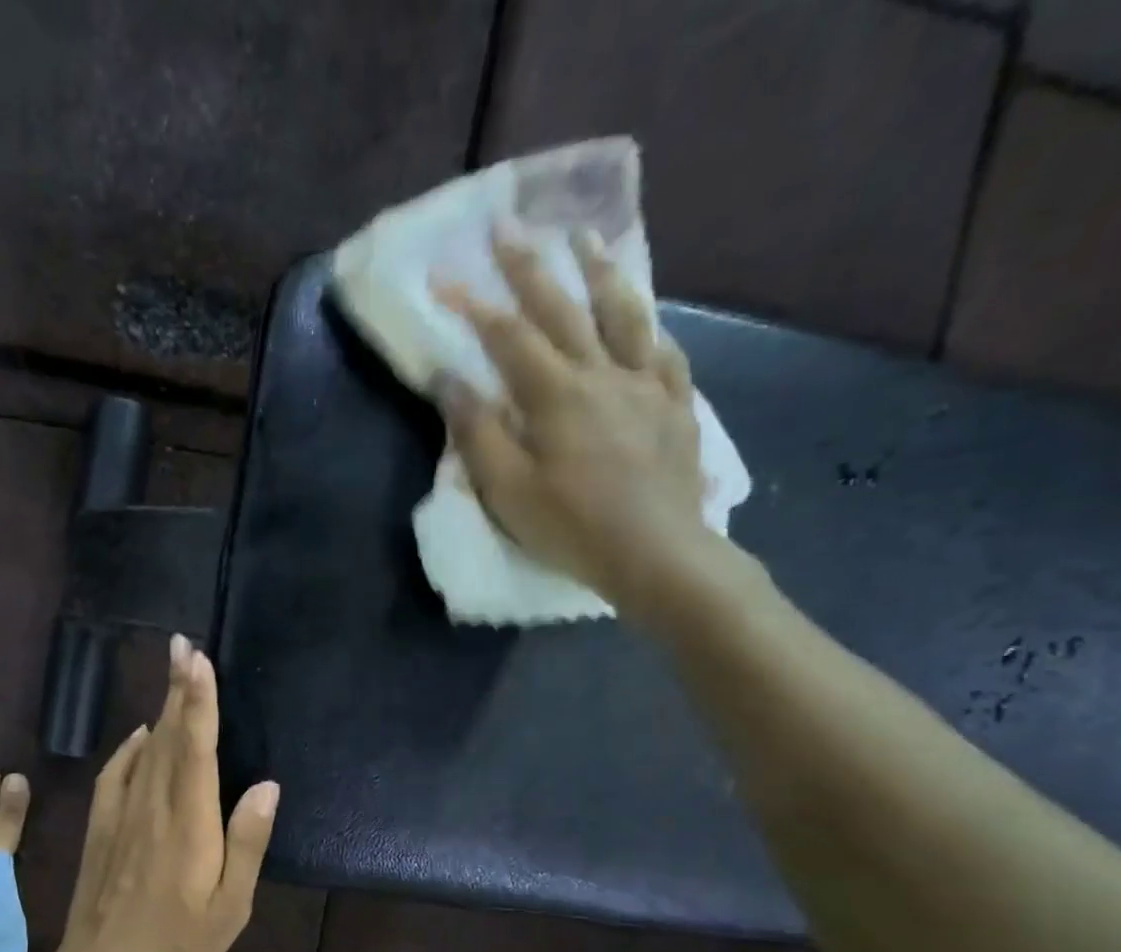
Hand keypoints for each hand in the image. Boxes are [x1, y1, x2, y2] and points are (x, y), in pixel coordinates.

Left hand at [56, 634, 279, 951]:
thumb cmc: (177, 947)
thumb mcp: (230, 908)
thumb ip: (247, 842)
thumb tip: (265, 785)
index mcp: (189, 824)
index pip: (195, 747)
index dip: (197, 699)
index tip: (197, 658)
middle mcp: (152, 807)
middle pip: (168, 736)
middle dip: (178, 689)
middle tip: (184, 646)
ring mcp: (120, 815)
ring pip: (144, 750)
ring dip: (159, 711)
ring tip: (173, 677)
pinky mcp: (99, 828)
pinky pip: (115, 773)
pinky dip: (129, 748)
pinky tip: (141, 735)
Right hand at [432, 230, 714, 617]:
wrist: (655, 554)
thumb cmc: (570, 527)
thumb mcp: (507, 489)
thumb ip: (477, 432)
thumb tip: (449, 379)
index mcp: (556, 395)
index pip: (508, 337)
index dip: (473, 305)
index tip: (444, 278)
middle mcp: (603, 374)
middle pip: (565, 309)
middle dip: (532, 267)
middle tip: (511, 228)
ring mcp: (647, 387)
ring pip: (625, 315)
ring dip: (600, 274)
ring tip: (586, 241)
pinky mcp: (676, 408)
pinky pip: (665, 354)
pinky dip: (650, 328)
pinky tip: (645, 318)